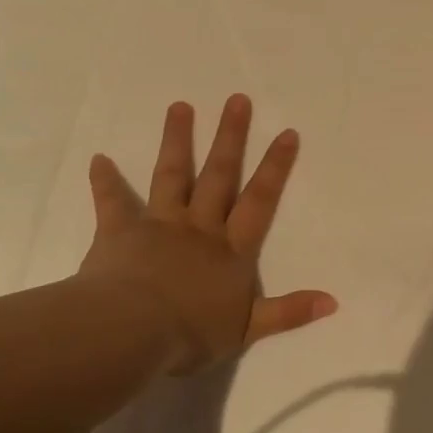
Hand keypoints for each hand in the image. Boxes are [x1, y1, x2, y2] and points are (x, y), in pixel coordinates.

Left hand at [77, 94, 336, 374]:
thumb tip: (334, 301)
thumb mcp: (249, 329)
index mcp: (231, 249)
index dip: (275, 167)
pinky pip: (112, 203)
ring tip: (181, 106)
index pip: (259, 201)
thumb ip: (289, 312)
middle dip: (230, 138)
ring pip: (172, 177)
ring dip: (177, 142)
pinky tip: (98, 159)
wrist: (130, 333)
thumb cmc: (192, 332)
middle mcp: (200, 228)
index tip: (287, 132)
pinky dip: (105, 181)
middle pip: (218, 176)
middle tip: (237, 99)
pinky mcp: (119, 233)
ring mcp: (159, 226)